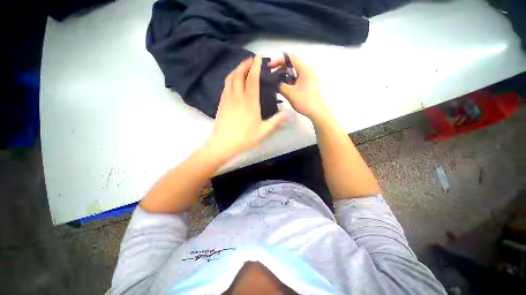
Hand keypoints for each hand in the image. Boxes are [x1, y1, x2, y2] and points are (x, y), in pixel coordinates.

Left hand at [206, 57, 287, 161]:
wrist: (224, 143)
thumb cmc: (245, 138)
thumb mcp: (263, 131)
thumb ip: (276, 121)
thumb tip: (288, 114)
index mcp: (250, 102)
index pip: (252, 79)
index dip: (255, 67)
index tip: (258, 59)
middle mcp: (238, 97)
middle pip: (239, 74)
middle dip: (244, 64)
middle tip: (250, 60)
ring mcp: (228, 99)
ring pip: (230, 78)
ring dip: (236, 69)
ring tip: (242, 67)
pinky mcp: (221, 103)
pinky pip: (225, 86)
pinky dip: (230, 79)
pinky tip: (233, 81)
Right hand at [268, 55, 328, 120]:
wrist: (317, 112)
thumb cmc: (304, 101)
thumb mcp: (289, 93)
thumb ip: (280, 86)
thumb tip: (275, 82)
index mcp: (305, 69)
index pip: (290, 58)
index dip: (279, 61)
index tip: (270, 67)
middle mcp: (309, 70)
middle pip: (293, 64)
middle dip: (282, 69)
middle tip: (274, 77)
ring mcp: (311, 77)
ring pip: (296, 72)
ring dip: (287, 76)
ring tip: (279, 84)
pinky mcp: (312, 83)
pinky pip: (300, 77)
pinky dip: (292, 80)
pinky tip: (288, 88)